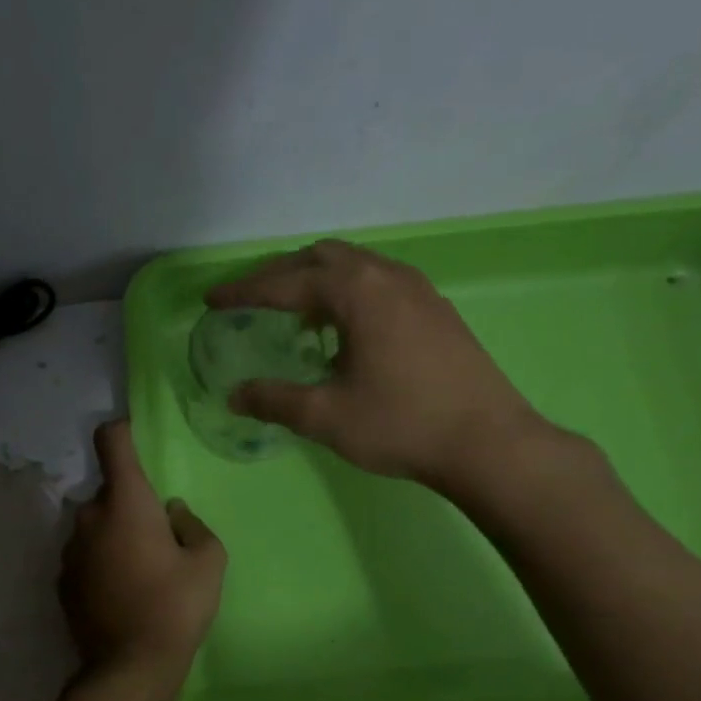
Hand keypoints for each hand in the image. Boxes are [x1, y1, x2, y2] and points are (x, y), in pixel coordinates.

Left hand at [60, 421, 225, 698]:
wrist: (130, 667)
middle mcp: (89, 517)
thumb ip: (192, 525)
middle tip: (159, 535)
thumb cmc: (176, 606)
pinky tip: (122, 591)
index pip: (111, 441)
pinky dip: (101, 561)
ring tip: (140, 569)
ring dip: (114, 534)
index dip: (123, 431)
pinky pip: (85, 555)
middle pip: (109, 492)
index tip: (138, 438)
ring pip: (95, 525)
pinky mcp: (62, 581)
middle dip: (131, 503)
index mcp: (125, 502)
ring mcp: (70, 550)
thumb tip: (172, 514)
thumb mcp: (209, 562)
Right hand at [206, 240, 548, 490]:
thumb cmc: (401, 425)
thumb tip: (235, 394)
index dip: (244, 291)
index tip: (212, 301)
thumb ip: (275, 400)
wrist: (487, 442)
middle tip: (250, 300)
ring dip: (316, 280)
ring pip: (354, 266)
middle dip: (279, 275)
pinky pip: (379, 282)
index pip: (285, 282)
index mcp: (356, 292)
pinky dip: (348, 293)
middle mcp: (387, 276)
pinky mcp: (436, 309)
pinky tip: (344, 330)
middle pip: (320, 258)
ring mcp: (418, 289)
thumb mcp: (326, 417)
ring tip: (294, 314)